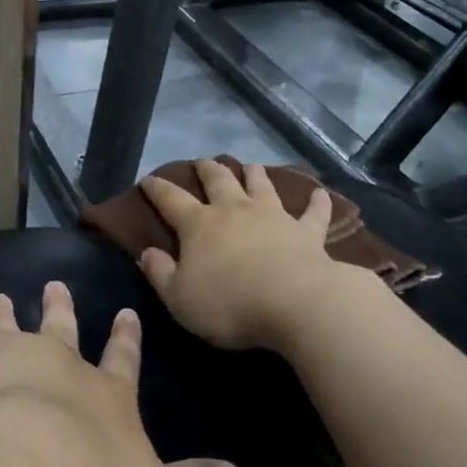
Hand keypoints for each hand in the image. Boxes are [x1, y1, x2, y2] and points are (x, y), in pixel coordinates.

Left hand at [0, 281, 239, 466]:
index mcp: (110, 397)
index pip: (124, 361)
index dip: (126, 339)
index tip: (127, 314)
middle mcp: (70, 367)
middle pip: (65, 331)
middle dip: (62, 310)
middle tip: (55, 286)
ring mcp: (27, 356)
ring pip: (18, 325)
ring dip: (9, 311)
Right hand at [139, 159, 345, 350]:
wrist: (295, 304)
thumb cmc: (229, 304)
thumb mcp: (179, 298)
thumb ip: (160, 273)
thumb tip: (146, 252)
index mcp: (199, 225)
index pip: (170, 200)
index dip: (157, 188)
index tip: (148, 179)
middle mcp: (234, 210)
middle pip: (218, 180)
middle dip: (207, 169)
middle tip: (202, 162)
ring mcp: (273, 216)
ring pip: (261, 186)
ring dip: (254, 174)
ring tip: (251, 166)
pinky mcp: (307, 231)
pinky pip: (313, 212)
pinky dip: (316, 202)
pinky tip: (320, 193)